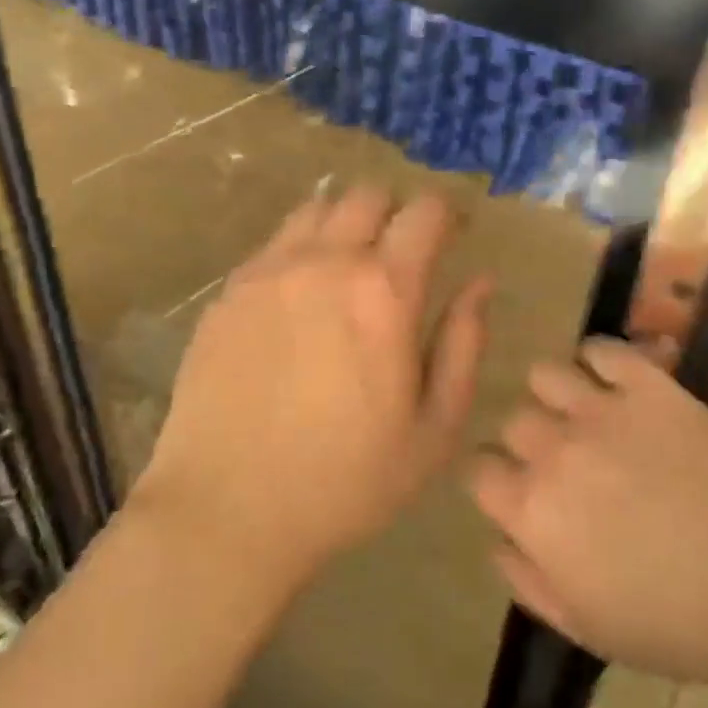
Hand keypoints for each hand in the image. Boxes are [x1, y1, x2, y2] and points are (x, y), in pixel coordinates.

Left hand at [135, 187, 491, 593]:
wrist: (227, 511)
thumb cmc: (346, 481)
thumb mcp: (434, 429)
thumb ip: (464, 344)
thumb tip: (480, 283)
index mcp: (384, 291)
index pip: (425, 212)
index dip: (448, 214)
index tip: (455, 234)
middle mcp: (325, 262)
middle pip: (368, 195)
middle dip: (395, 212)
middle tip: (403, 253)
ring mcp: (268, 272)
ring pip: (317, 209)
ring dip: (345, 223)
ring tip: (349, 267)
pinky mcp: (228, 292)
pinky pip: (274, 244)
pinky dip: (301, 250)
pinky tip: (300, 297)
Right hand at [468, 339, 707, 687]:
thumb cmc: (676, 624)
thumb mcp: (584, 626)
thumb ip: (525, 579)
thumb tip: (498, 536)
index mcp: (531, 510)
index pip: (478, 469)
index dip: (497, 480)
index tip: (520, 490)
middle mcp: (553, 449)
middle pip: (513, 420)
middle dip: (531, 441)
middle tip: (567, 461)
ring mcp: (601, 409)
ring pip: (545, 374)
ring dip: (556, 394)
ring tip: (586, 413)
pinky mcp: (648, 385)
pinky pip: (602, 349)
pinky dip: (600, 359)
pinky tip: (616, 382)